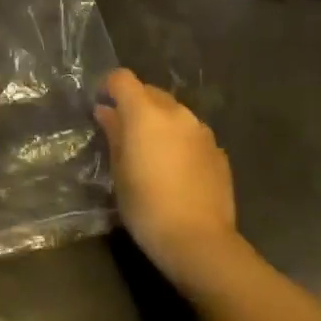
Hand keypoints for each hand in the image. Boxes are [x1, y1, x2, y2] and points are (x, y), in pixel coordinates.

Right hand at [96, 70, 245, 296]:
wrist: (199, 241)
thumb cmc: (146, 206)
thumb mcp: (119, 171)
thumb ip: (114, 133)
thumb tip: (106, 111)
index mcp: (146, 113)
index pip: (123, 78)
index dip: (109, 86)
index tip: (102, 105)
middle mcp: (176, 113)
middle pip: (151, 92)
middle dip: (135, 104)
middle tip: (124, 132)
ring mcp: (201, 131)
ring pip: (174, 113)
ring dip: (160, 123)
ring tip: (152, 152)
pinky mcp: (218, 151)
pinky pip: (192, 134)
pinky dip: (180, 141)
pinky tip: (176, 170)